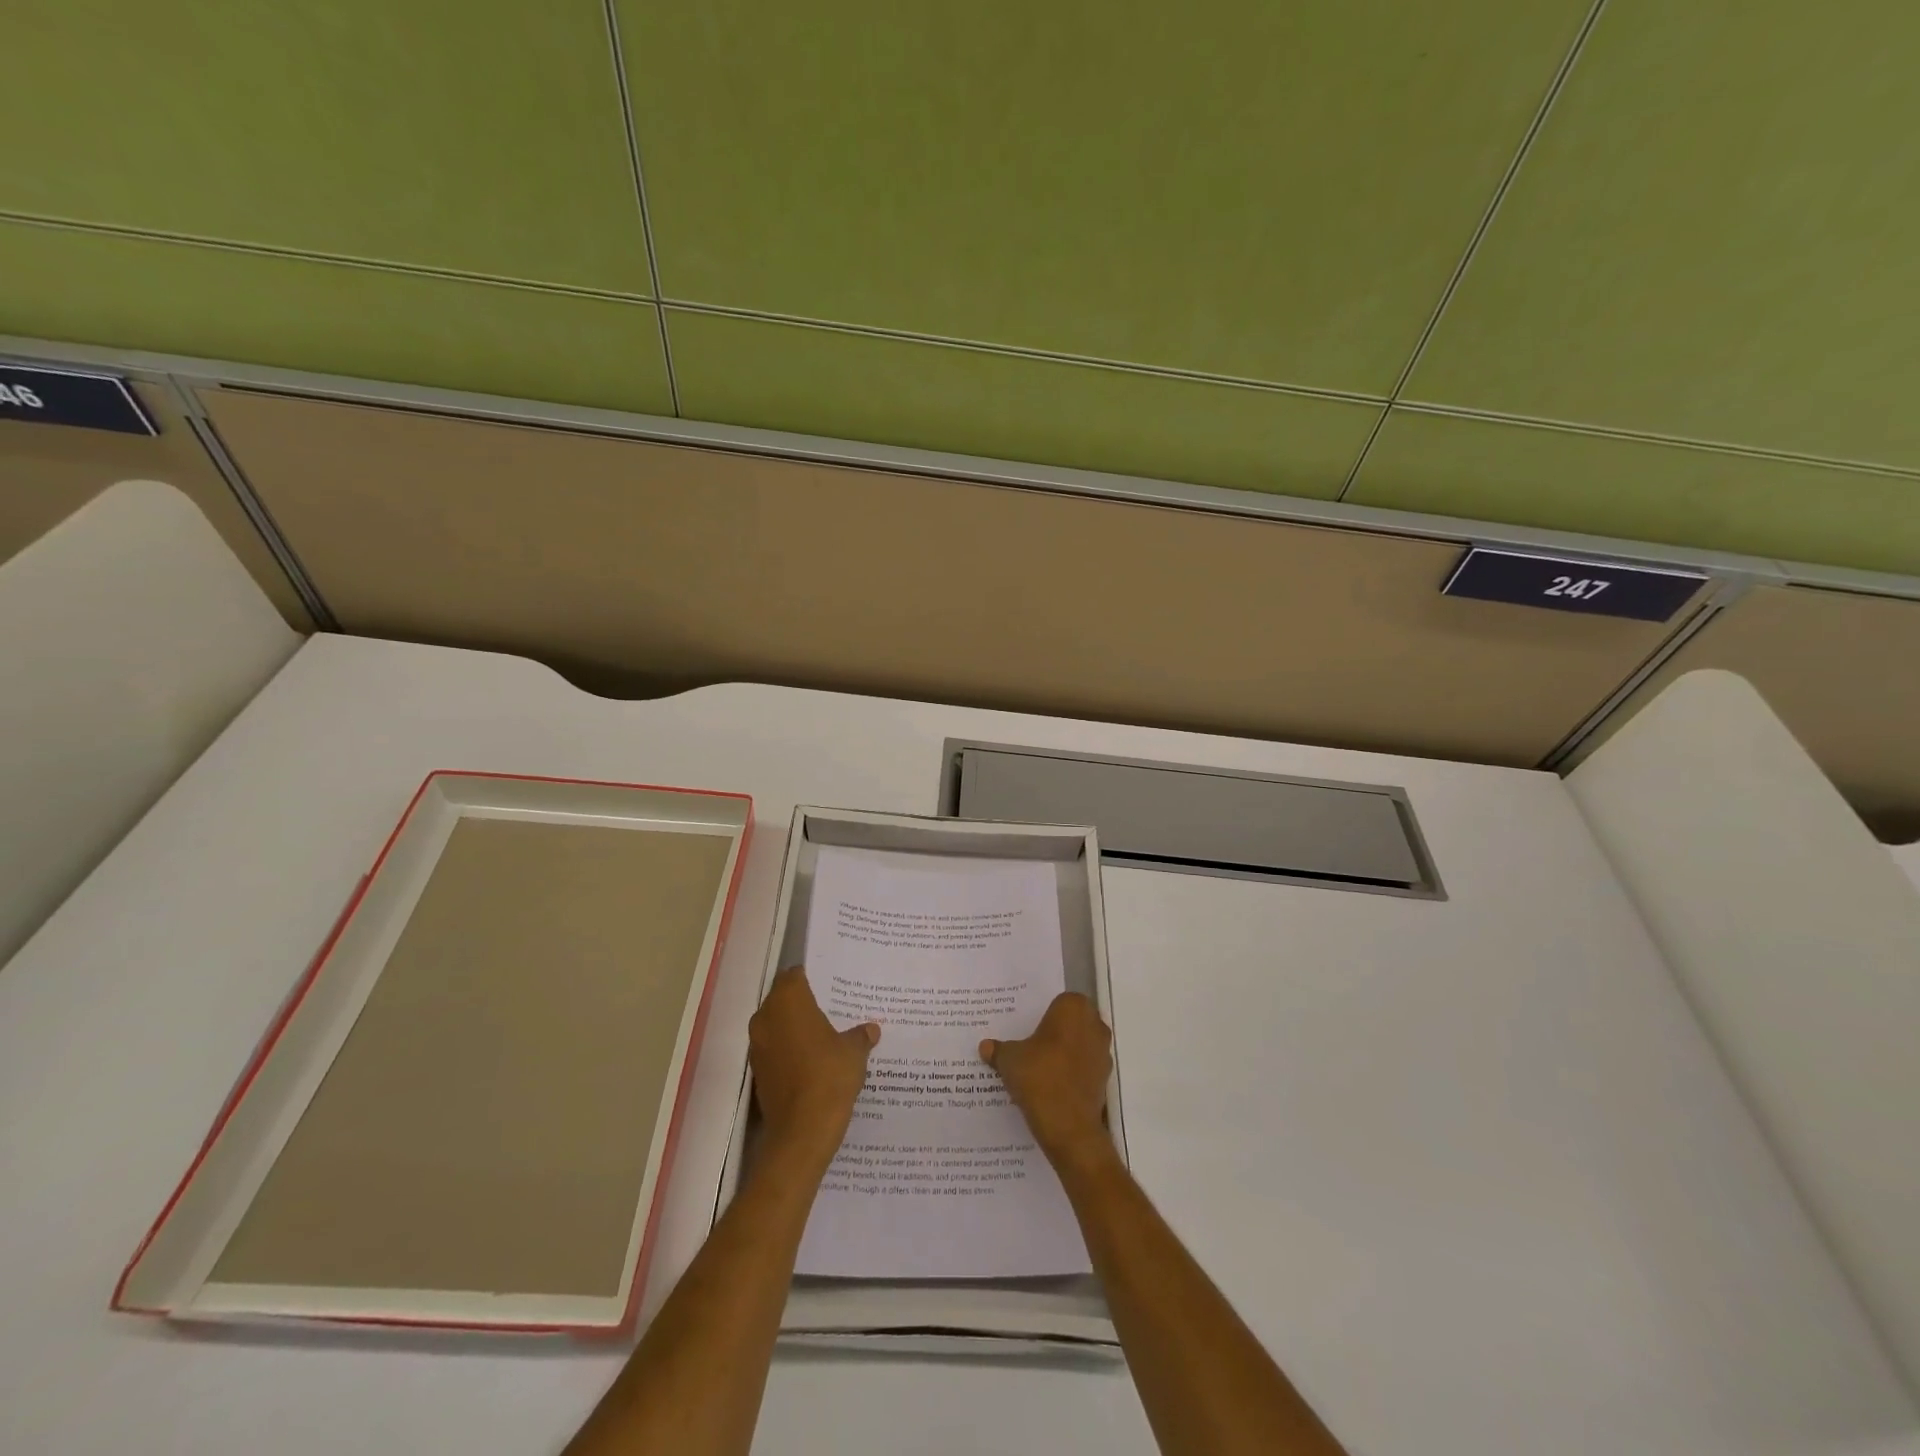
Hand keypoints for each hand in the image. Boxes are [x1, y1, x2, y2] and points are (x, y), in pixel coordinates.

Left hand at [750, 967, 879, 1165]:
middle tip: (833, 1007)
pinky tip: (814, 1060)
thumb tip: (870, 1029)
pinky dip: (790, 1049)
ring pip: (777, 1024)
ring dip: (796, 1027)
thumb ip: (860, 1035)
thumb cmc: (828, 1077)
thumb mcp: (854, 1052)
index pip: (795, 975)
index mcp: (788, 1001)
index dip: (813, 977)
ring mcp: (758, 1046)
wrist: (801, 1133)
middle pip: (783, 998)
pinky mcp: (757, 1071)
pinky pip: (775, 1049)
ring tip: (826, 1034)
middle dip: (805, 1002)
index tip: (832, 983)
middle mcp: (766, 1017)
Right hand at [981, 992, 1115, 1171]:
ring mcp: (1103, 1052)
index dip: (1042, 1014)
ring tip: (1037, 1066)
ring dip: (1064, 1052)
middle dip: (1054, 1031)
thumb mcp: (1009, 1060)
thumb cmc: (1039, 1078)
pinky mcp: (1104, 1079)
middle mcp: (1094, 1024)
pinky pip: (1084, 1067)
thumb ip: (998, 1050)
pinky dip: (1071, 1073)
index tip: (1027, 1027)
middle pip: (1071, 1022)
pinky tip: (1050, 1085)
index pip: (1058, 1001)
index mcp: (1073, 1008)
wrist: (1069, 1128)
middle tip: (1029, 1044)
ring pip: (1079, 1044)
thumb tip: (985, 1046)